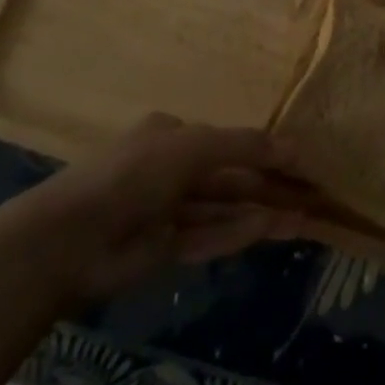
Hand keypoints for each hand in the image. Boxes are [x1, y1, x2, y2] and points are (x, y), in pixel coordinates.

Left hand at [0, 114, 314, 308]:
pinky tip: (272, 229)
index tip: (302, 161)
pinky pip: (209, 236)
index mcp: (172, 135)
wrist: (72, 238)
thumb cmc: (135, 173)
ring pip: (224, 209)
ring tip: (305, 217)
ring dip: (262, 211)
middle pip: (230, 177)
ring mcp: (167, 211)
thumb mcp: (195, 146)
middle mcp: (171, 168)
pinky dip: (239, 232)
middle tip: (313, 194)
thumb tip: (293, 146)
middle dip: (270, 185)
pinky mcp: (163, 249)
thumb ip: (245, 146)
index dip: (266, 150)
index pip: (228, 141)